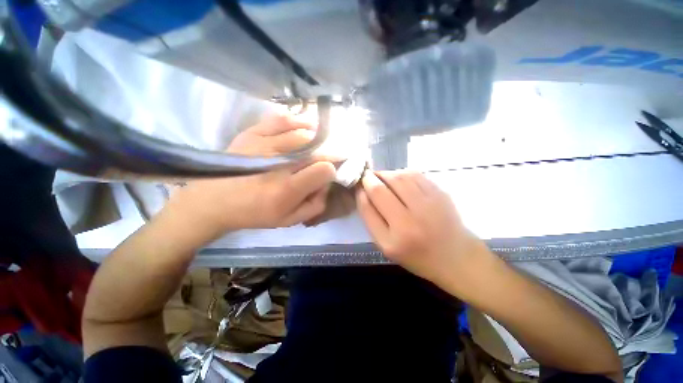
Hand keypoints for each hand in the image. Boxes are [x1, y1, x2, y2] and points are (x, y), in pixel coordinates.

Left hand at [164, 115, 335, 243]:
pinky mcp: (252, 133)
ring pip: (303, 133)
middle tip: (332, 155)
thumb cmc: (255, 213)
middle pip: (316, 151)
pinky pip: (281, 120)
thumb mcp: (289, 220)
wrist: (214, 201)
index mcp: (287, 190)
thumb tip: (326, 185)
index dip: (331, 170)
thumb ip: (315, 205)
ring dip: (318, 136)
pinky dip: (298, 120)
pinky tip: (306, 125)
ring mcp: (264, 145)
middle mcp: (278, 165)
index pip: (323, 170)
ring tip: (322, 140)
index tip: (328, 173)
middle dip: (329, 152)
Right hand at [356, 170, 493, 288]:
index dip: (361, 190)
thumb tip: (363, 191)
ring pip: (398, 177)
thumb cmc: (416, 254)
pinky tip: (399, 179)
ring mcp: (428, 205)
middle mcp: (411, 221)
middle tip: (368, 177)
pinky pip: (415, 174)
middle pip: (382, 188)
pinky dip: (402, 173)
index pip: (369, 206)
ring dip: (386, 174)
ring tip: (382, 178)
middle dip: (370, 178)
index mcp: (394, 240)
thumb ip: (371, 219)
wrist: (455, 256)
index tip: (359, 185)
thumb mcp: (386, 245)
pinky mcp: (440, 194)